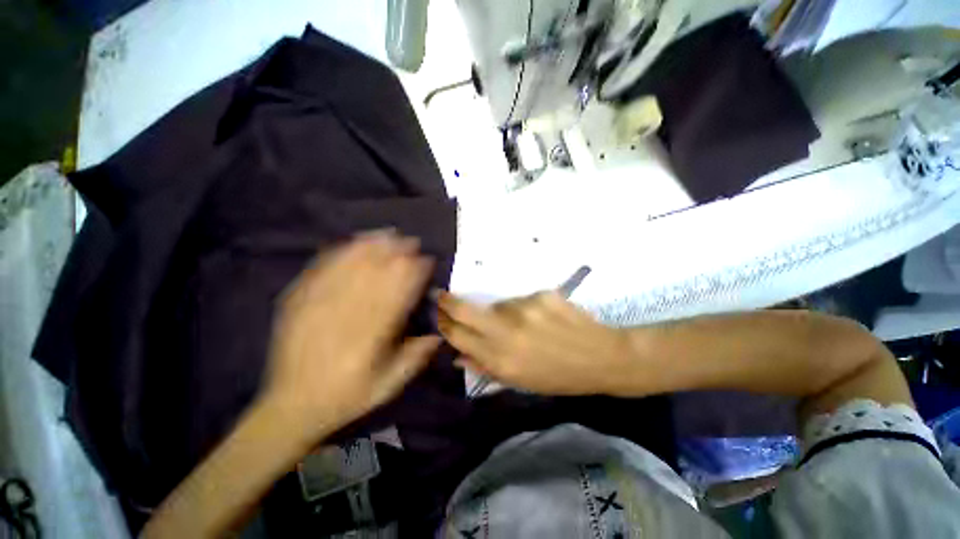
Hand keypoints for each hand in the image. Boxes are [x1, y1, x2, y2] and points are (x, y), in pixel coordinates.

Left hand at [262, 232, 439, 443]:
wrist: (293, 402)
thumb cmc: (343, 398)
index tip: (426, 260)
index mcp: (370, 336)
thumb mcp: (385, 389)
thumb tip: (436, 335)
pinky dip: (339, 252)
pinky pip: (321, 268)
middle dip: (395, 252)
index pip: (397, 292)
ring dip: (370, 246)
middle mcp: (345, 312)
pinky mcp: (298, 299)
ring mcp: (318, 302)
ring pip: (348, 264)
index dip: (414, 272)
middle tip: (410, 242)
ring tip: (386, 235)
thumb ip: (412, 360)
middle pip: (374, 271)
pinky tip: (351, 244)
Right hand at [436, 291, 631, 394]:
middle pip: (462, 308)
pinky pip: (521, 300)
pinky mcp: (541, 294)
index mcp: (498, 358)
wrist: (601, 358)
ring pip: (496, 304)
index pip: (456, 334)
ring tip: (524, 327)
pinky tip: (543, 321)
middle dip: (448, 302)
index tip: (439, 317)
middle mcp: (505, 331)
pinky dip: (525, 309)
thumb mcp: (519, 383)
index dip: (443, 324)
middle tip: (443, 298)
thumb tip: (458, 354)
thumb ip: (486, 367)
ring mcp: (523, 308)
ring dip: (500, 313)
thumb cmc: (559, 378)